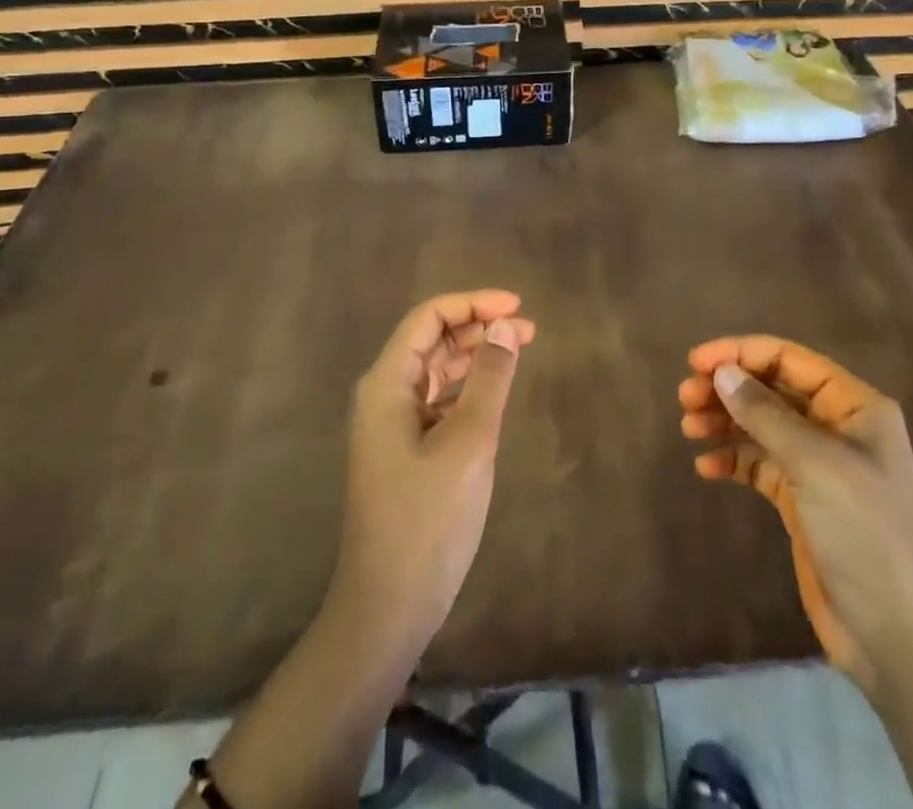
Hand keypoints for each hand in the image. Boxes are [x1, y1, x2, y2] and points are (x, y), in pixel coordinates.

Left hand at [332, 289, 536, 652]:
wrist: (387, 608)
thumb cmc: (427, 521)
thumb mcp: (467, 444)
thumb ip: (489, 380)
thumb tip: (506, 326)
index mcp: (387, 384)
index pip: (428, 318)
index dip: (473, 303)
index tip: (518, 307)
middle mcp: (383, 395)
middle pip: (431, 339)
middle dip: (478, 326)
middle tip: (528, 330)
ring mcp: (391, 424)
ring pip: (435, 369)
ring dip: (474, 354)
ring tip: (518, 349)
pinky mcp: (404, 450)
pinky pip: (437, 399)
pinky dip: (466, 386)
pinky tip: (494, 392)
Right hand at [678, 336, 912, 689]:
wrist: (897, 637)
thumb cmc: (866, 533)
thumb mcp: (815, 464)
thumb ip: (765, 414)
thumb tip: (722, 372)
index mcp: (854, 406)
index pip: (789, 359)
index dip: (741, 353)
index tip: (695, 362)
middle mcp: (837, 427)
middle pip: (771, 389)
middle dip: (728, 388)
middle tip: (685, 398)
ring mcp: (818, 465)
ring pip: (761, 425)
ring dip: (724, 420)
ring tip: (688, 428)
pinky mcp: (801, 500)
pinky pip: (758, 464)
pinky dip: (732, 459)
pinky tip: (706, 467)